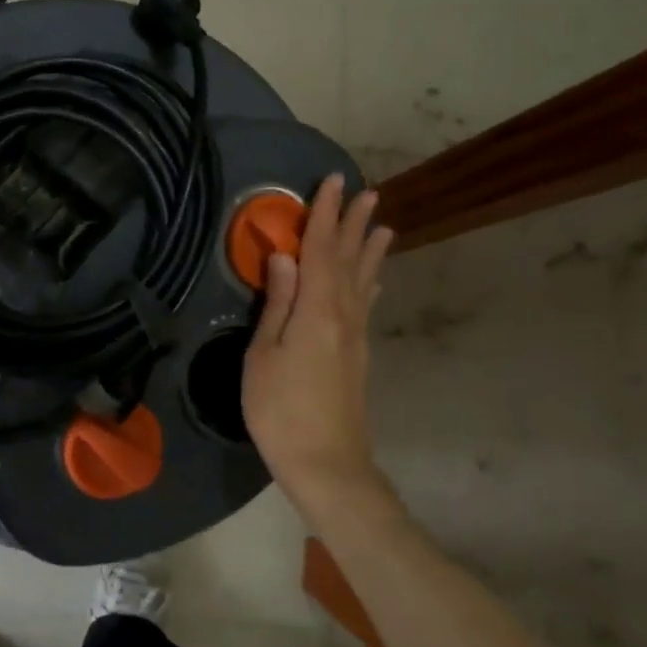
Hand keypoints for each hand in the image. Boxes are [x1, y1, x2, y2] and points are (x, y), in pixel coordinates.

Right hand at [242, 176, 399, 525]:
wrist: (327, 464)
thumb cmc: (281, 410)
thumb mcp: (264, 356)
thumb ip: (277, 304)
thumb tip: (284, 257)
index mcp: (317, 311)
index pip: (320, 251)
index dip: (325, 216)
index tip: (333, 182)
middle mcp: (343, 316)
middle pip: (348, 261)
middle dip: (354, 225)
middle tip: (368, 192)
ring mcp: (355, 337)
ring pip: (363, 281)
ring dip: (370, 250)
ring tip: (383, 225)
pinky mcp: (357, 355)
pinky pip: (365, 304)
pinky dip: (370, 283)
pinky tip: (375, 279)